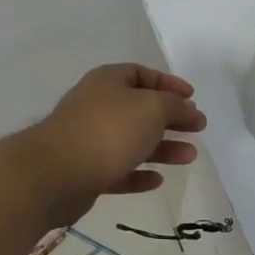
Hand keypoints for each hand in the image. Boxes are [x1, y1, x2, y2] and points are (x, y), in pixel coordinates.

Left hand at [24, 64, 206, 221]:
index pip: (142, 74)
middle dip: (170, 118)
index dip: (169, 83)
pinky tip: (157, 180)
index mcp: (108, 81)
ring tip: (190, 157)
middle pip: (140, 109)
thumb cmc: (109, 129)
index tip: (192, 98)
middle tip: (198, 128)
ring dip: (162, 148)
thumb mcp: (152, 108)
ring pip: (132, 141)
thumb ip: (174, 106)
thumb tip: (186, 109)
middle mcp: (97, 105)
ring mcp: (89, 139)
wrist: (57, 173)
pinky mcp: (85, 172)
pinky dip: (138, 174)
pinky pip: (118, 170)